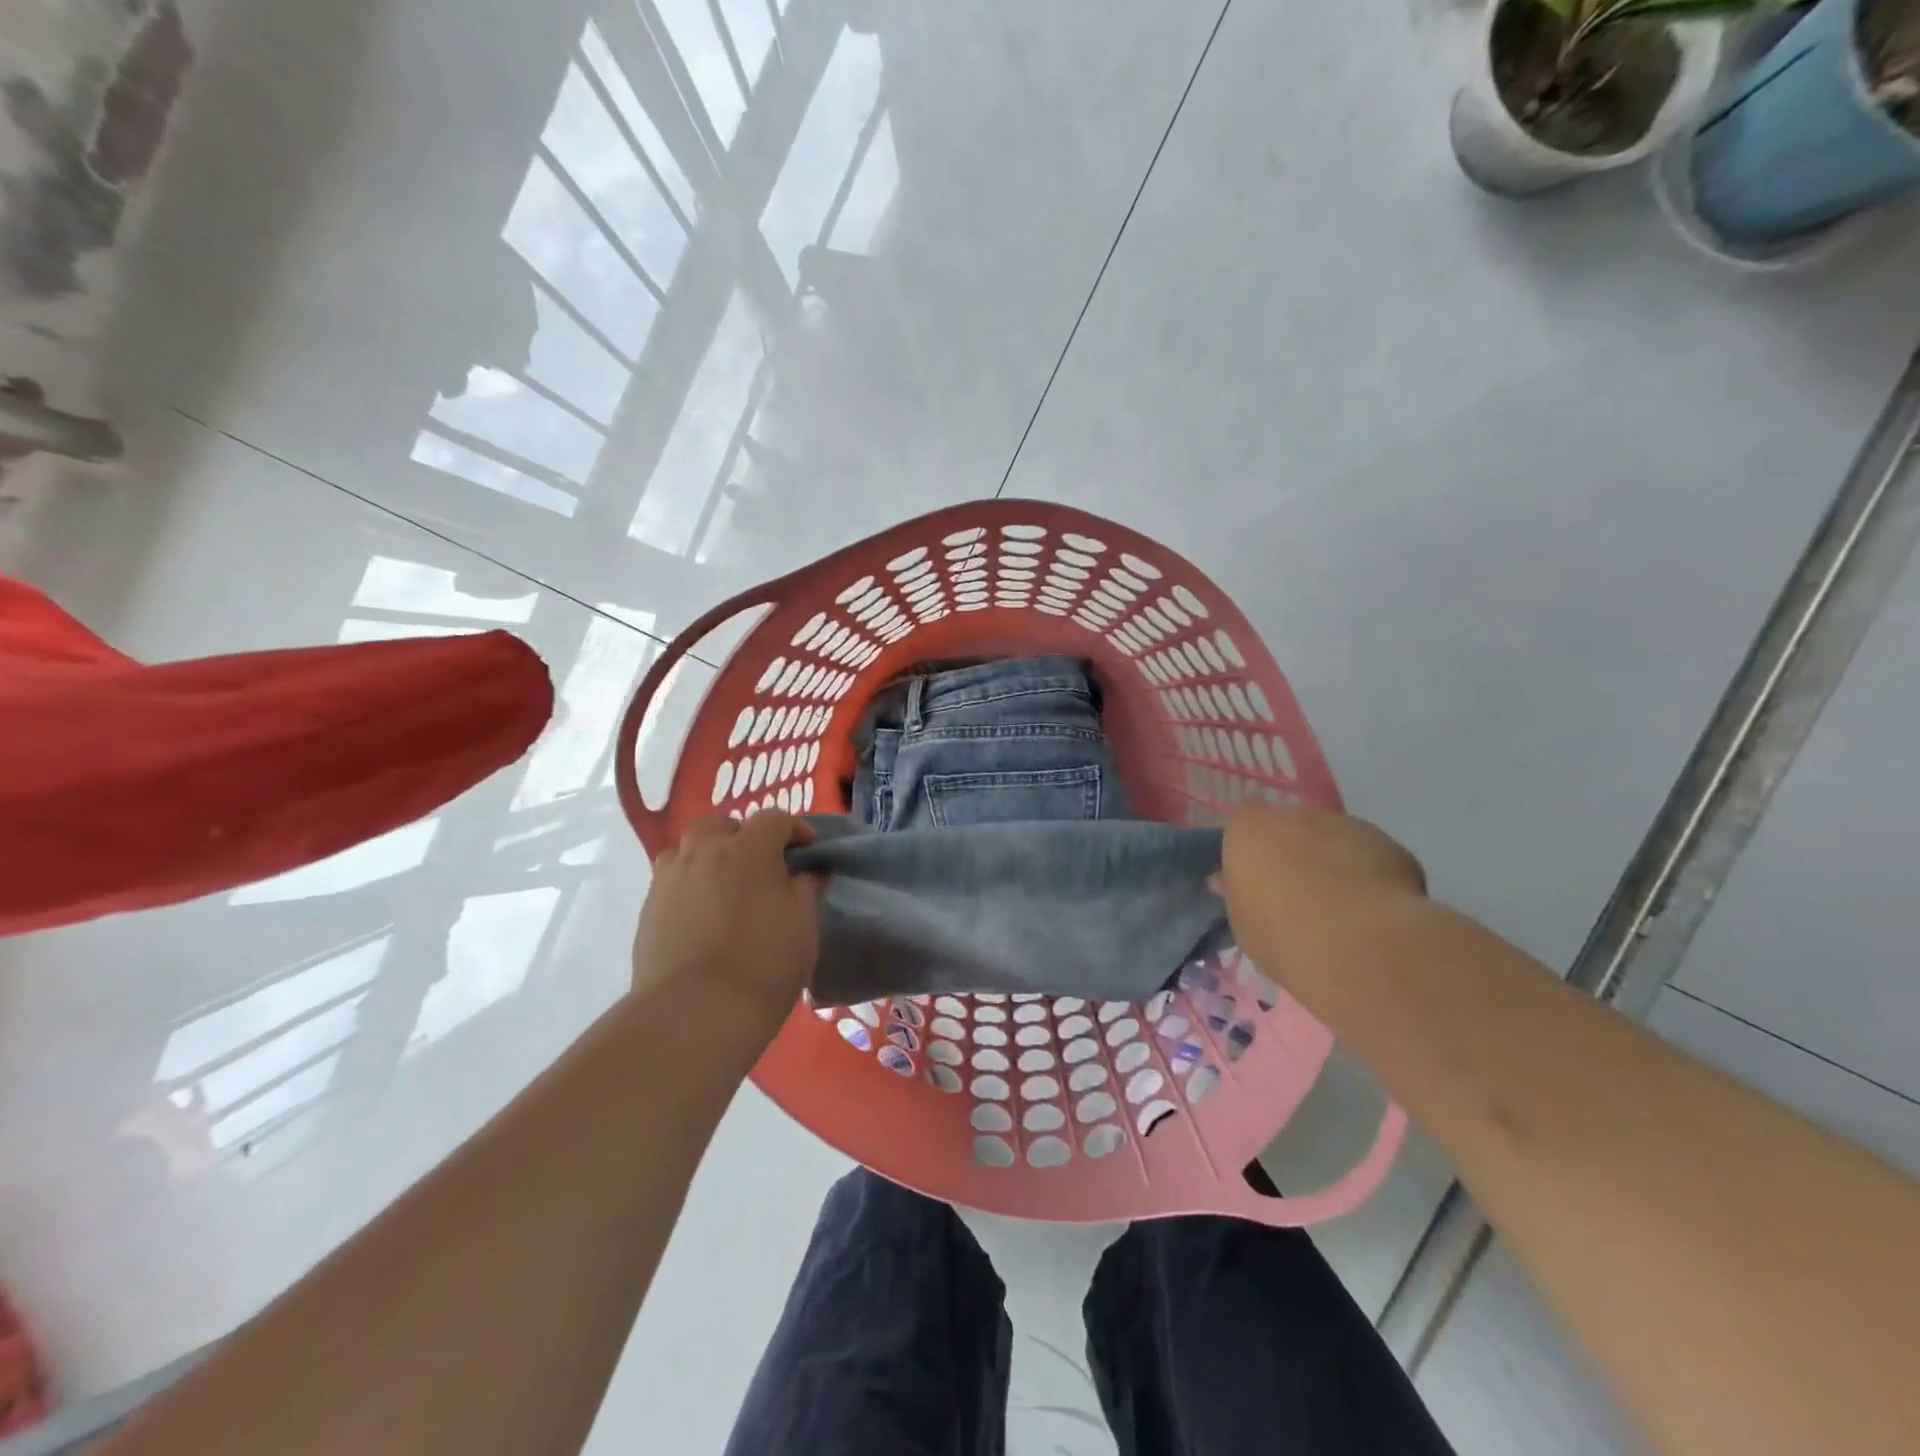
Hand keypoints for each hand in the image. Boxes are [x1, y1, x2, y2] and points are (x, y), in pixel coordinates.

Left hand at [631, 812, 823, 1030]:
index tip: (808, 852)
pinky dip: (690, 887)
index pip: (774, 819)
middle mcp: (703, 852)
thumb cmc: (763, 964)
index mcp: (747, 849)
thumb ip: (806, 889)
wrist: (694, 1013)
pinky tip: (703, 917)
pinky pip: (672, 882)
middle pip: (722, 826)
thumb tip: (807, 872)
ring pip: (689, 851)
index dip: (795, 830)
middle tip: (761, 867)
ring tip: (726, 889)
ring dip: (709, 858)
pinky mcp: (647, 910)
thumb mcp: (804, 925)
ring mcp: (669, 879)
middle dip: (743, 837)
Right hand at [1219, 804, 1424, 984]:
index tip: (1254, 876)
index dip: (1251, 846)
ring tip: (1341, 907)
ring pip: (1333, 838)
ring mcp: (1346, 824)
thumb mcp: (1242, 922)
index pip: (1243, 820)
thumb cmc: (1282, 935)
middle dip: (1293, 851)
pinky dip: (1370, 875)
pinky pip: (1371, 856)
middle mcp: (1296, 815)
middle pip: (1290, 826)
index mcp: (1250, 829)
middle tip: (1297, 893)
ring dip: (1333, 861)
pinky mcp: (1390, 844)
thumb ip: (1238, 893)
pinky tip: (1374, 912)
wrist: (1360, 945)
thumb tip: (1229, 881)